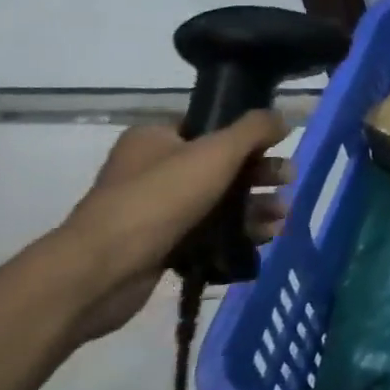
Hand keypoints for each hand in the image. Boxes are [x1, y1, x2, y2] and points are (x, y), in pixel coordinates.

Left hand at [53, 111, 292, 339]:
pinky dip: (237, 234)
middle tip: (288, 181)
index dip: (248, 136)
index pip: (211, 127)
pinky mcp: (160, 246)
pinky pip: (209, 233)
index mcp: (156, 138)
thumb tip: (282, 118)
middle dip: (259, 175)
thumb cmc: (160, 198)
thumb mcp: (217, 152)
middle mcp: (153, 169)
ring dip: (255, 206)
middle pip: (221, 165)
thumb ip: (255, 129)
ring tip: (282, 217)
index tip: (279, 146)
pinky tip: (265, 238)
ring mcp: (155, 210)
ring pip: (219, 201)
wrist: (100, 272)